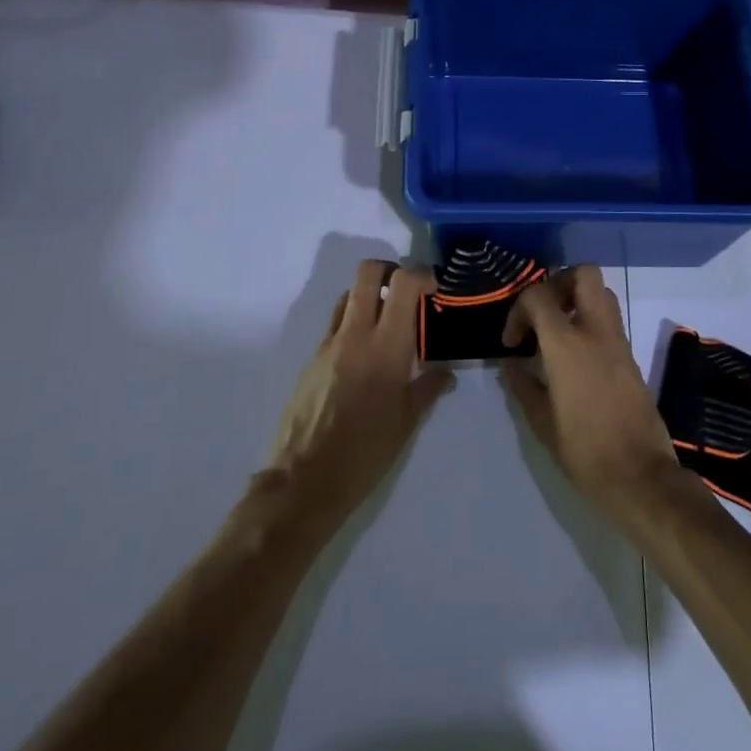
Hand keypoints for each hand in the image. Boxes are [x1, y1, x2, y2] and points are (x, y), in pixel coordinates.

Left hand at [269, 261, 452, 534]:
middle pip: (368, 273)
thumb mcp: (407, 423)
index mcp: (387, 346)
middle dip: (391, 270)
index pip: (404, 284)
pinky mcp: (311, 359)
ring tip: (386, 322)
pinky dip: (353, 325)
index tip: (434, 289)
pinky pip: (335, 326)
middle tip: (407, 291)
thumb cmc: (365, 452)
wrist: (304, 480)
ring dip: (370, 296)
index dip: (422, 274)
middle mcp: (356, 334)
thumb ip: (428, 389)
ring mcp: (329, 344)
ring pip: (349, 296)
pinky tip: (363, 357)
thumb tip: (446, 374)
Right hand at [498, 266, 682, 530]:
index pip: (539, 296)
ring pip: (602, 293)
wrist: (640, 476)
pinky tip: (574, 356)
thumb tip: (512, 366)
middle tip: (542, 314)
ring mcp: (618, 342)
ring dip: (577, 300)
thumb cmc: (585, 452)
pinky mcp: (631, 357)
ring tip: (556, 332)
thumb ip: (524, 386)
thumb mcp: (542, 423)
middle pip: (584, 274)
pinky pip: (610, 320)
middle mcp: (596, 332)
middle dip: (558, 283)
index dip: (518, 310)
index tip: (513, 343)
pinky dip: (590, 322)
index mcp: (567, 345)